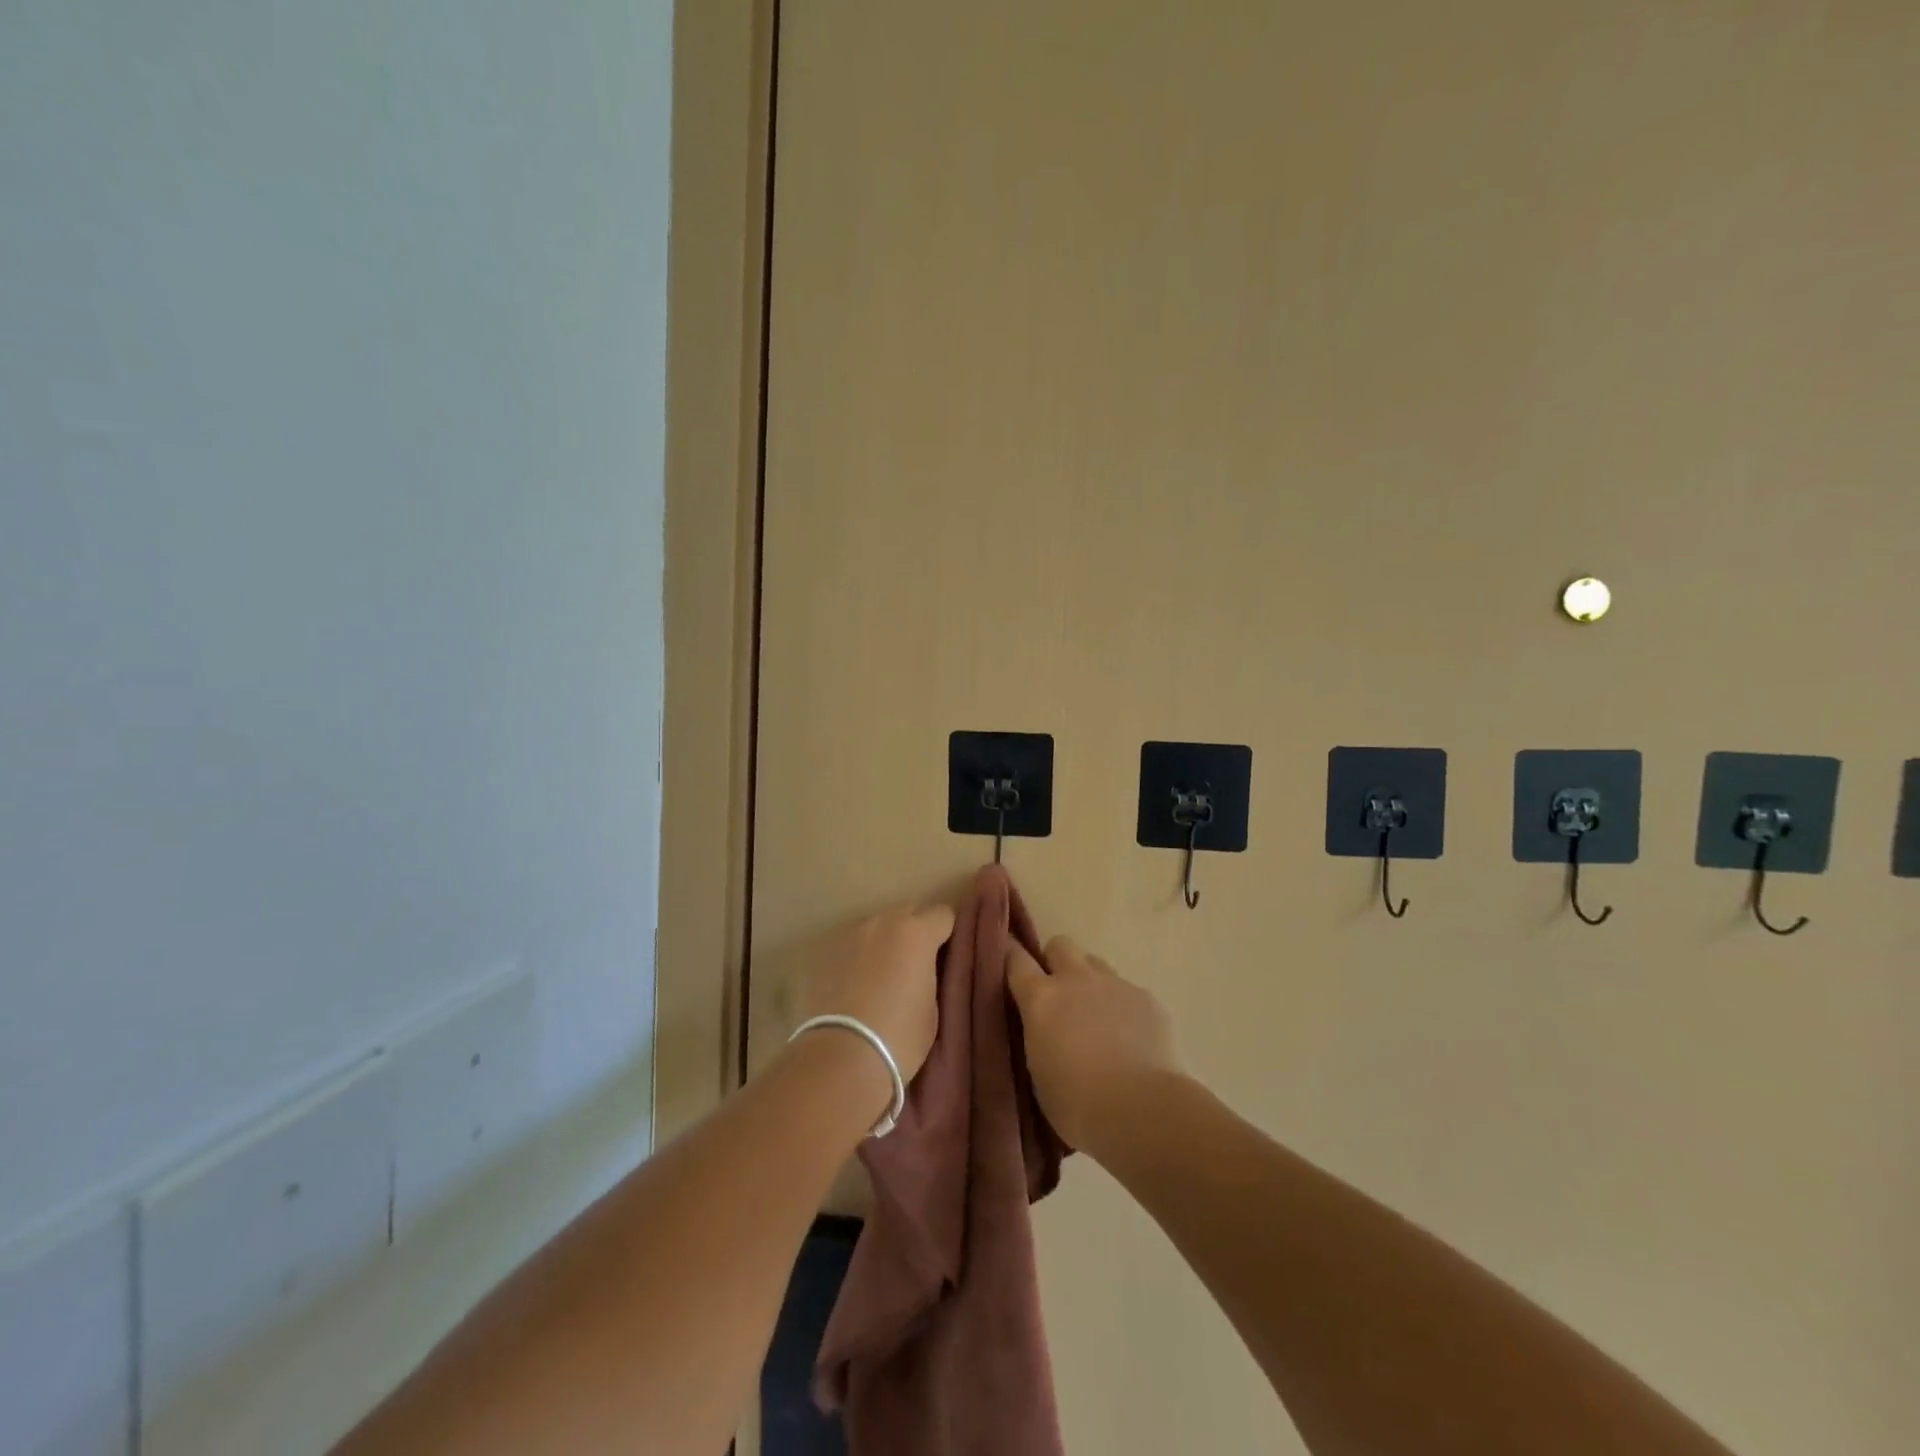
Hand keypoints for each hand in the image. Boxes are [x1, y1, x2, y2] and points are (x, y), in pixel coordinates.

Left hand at [792, 903, 955, 1087]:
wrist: (841, 1058)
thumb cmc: (899, 1037)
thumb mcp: (932, 1007)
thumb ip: (929, 975)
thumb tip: (921, 970)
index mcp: (917, 933)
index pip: (943, 915)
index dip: (946, 934)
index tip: (944, 956)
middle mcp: (882, 922)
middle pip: (907, 912)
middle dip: (915, 932)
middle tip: (914, 965)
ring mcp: (849, 934)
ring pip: (876, 927)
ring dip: (883, 942)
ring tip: (880, 976)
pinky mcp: (823, 952)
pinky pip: (850, 946)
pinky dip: (857, 957)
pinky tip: (854, 985)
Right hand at [1007, 935, 1184, 1156]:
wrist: (1144, 1111)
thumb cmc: (1078, 1105)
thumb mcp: (1038, 1073)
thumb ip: (1038, 1037)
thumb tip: (1044, 1029)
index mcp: (1041, 999)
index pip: (1016, 959)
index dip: (1011, 958)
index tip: (1009, 966)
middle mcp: (1076, 980)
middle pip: (1060, 945)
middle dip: (1055, 961)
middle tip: (1057, 994)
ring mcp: (1115, 985)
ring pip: (1095, 964)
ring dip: (1089, 982)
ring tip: (1095, 1017)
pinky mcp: (1147, 998)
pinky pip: (1128, 991)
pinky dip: (1123, 1008)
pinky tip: (1131, 1039)